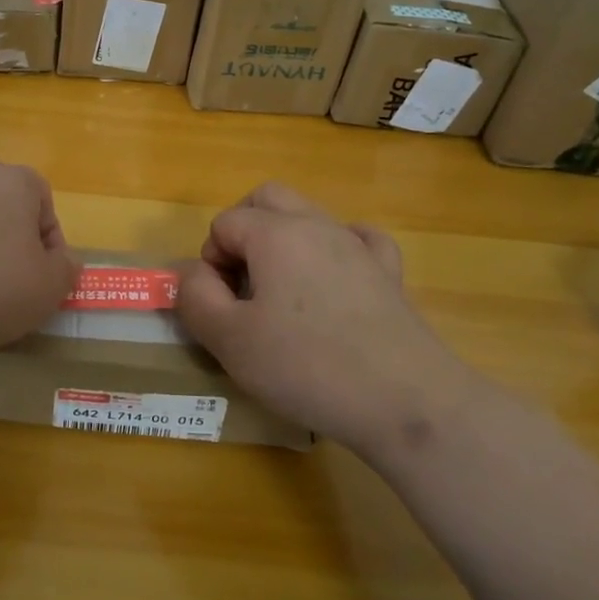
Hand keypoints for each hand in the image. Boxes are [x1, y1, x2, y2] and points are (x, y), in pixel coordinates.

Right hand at [175, 183, 478, 456]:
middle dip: (242, 229)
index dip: (211, 261)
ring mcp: (357, 245)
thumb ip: (196, 298)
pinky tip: (334, 278)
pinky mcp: (388, 273)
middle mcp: (316, 225)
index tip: (222, 306)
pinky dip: (337, 248)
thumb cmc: (307, 366)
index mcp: (275, 233)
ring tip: (281, 291)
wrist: (405, 401)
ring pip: (310, 215)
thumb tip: (194, 274)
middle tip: (240, 283)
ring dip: (284, 239)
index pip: (225, 223)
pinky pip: (358, 239)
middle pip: (267, 198)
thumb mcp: (230, 340)